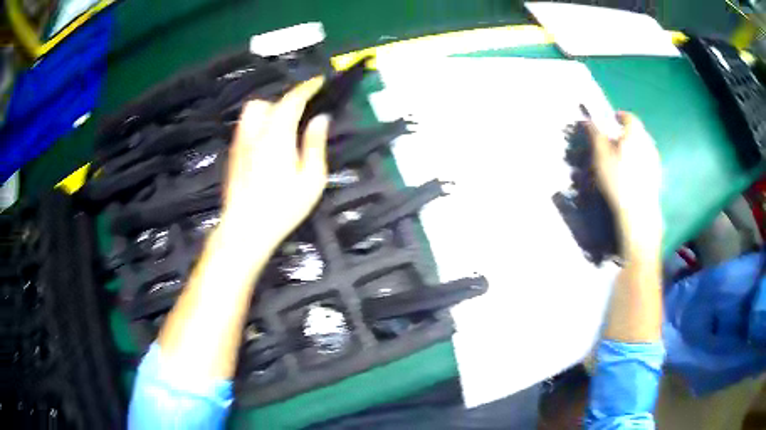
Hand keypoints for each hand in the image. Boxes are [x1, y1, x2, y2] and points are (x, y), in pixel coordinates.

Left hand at [220, 76, 329, 250]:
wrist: (245, 229)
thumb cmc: (282, 207)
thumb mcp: (311, 179)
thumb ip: (315, 144)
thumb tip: (320, 119)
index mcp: (277, 136)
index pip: (292, 100)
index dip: (307, 88)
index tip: (319, 82)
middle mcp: (255, 133)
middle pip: (268, 102)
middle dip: (287, 100)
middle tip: (303, 114)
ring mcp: (240, 142)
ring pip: (253, 112)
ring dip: (270, 110)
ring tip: (284, 126)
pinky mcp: (233, 153)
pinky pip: (246, 126)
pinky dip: (260, 123)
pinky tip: (268, 142)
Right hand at [586, 112, 662, 258]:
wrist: (638, 211)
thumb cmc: (618, 179)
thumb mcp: (601, 155)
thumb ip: (595, 134)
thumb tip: (588, 120)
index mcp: (635, 133)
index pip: (629, 117)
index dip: (619, 116)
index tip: (612, 120)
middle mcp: (648, 143)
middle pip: (637, 132)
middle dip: (626, 134)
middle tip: (614, 141)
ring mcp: (655, 160)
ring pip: (642, 147)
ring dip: (633, 148)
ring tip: (622, 159)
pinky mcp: (657, 176)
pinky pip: (647, 161)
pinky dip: (639, 162)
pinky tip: (631, 174)